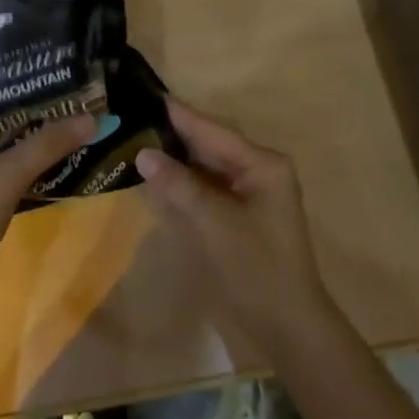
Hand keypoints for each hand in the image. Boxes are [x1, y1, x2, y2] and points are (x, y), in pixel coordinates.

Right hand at [135, 100, 337, 360]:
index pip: (212, 130)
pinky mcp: (242, 214)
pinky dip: (184, 182)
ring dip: (176, 158)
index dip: (178, 114)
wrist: (287, 324)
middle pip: (209, 144)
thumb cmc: (255, 268)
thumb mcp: (213, 223)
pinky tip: (157, 176)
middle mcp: (259, 170)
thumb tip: (143, 153)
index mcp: (262, 163)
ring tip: (136, 139)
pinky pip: (208, 187)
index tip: (145, 94)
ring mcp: (252, 192)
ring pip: (206, 166)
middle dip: (173, 134)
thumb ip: (179, 185)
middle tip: (132, 118)